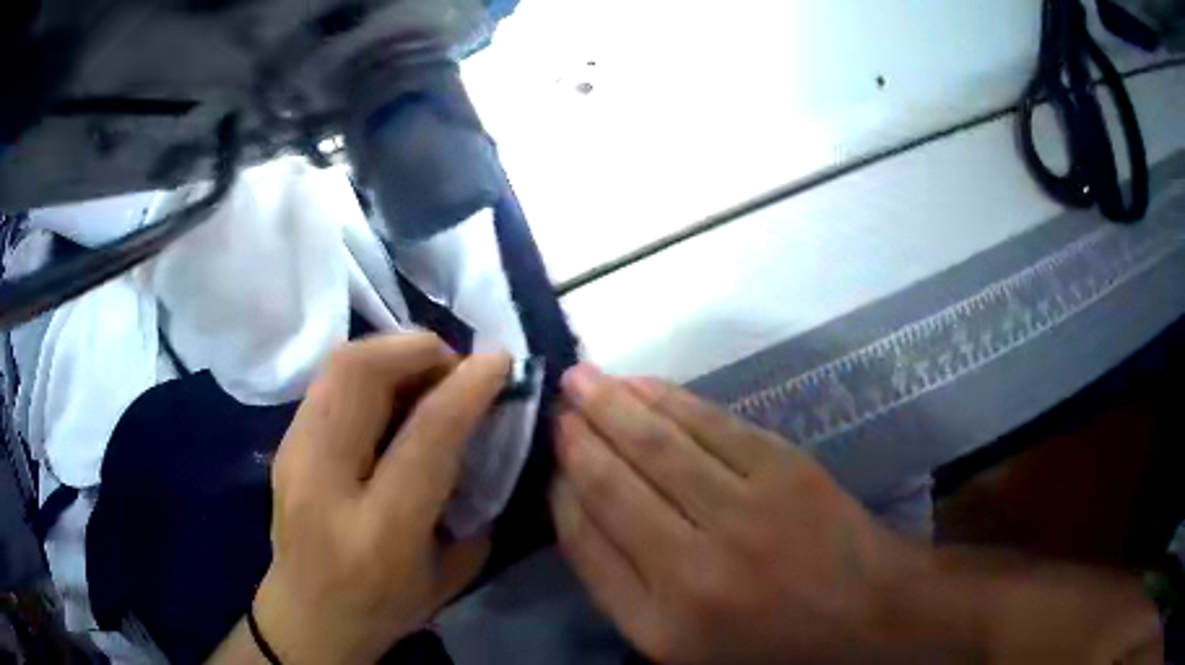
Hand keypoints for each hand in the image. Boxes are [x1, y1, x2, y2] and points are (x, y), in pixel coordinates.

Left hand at [252, 335, 510, 664]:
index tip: (499, 362)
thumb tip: (482, 434)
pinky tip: (391, 393)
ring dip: (391, 351)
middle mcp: (325, 480)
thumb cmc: (384, 608)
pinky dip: (368, 369)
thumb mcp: (448, 574)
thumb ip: (471, 504)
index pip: (426, 434)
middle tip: (454, 365)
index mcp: (380, 530)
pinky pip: (328, 380)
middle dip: (419, 349)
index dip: (467, 387)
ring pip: (338, 364)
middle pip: (361, 374)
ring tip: (425, 373)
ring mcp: (293, 454)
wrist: (306, 617)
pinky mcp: (284, 443)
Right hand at [549, 364, 917, 663]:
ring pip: (656, 445)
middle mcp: (693, 568)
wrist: (863, 612)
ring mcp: (743, 512)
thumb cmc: (767, 640)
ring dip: (612, 405)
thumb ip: (621, 586)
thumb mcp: (680, 643)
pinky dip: (667, 399)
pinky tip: (640, 384)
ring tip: (581, 379)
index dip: (560, 494)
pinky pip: (709, 424)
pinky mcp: (783, 470)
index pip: (586, 543)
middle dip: (576, 438)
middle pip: (613, 486)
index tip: (549, 465)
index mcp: (659, 623)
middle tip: (554, 404)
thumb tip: (580, 508)